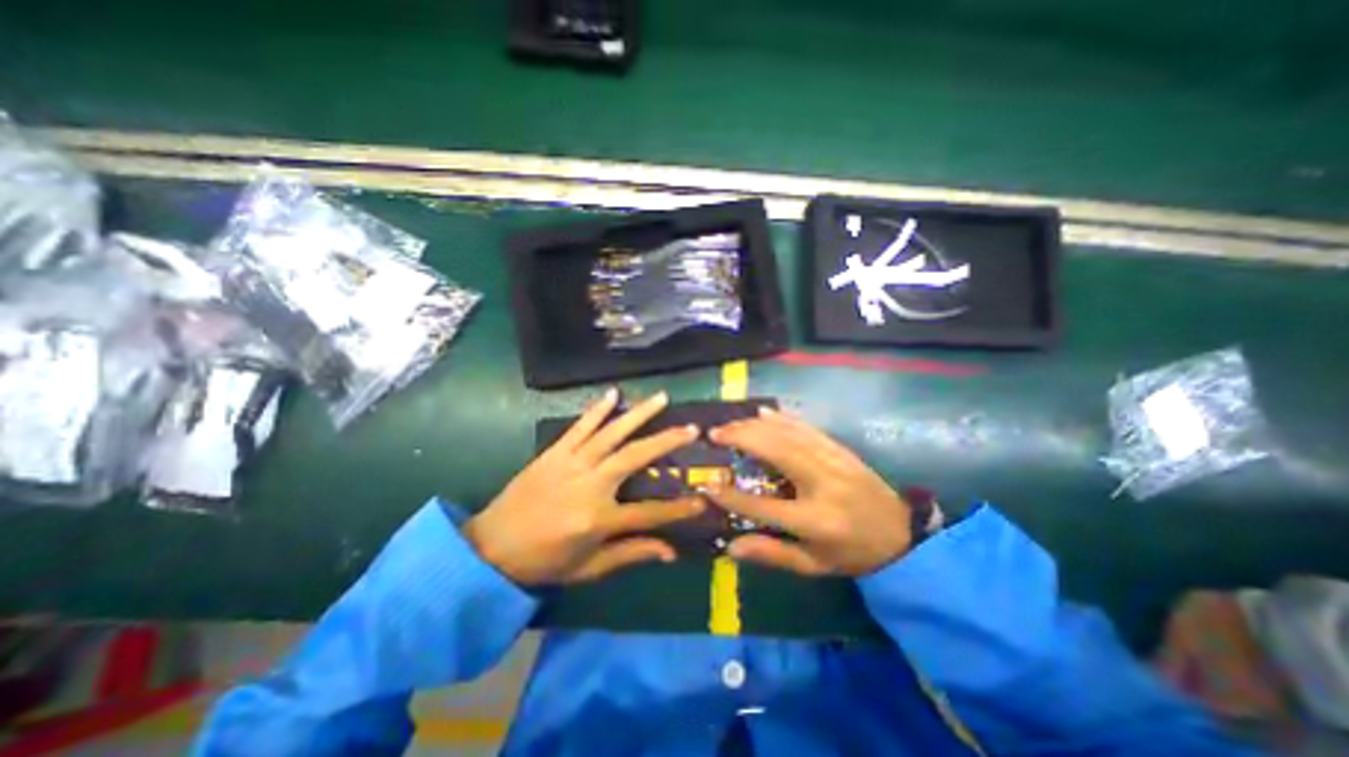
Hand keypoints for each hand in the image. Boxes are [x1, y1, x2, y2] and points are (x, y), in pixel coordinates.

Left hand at [464, 390, 707, 585]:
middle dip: (666, 441)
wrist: (491, 548)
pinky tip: (614, 393)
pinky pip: (580, 426)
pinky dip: (598, 409)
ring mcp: (572, 463)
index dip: (679, 508)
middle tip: (691, 428)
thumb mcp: (590, 568)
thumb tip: (670, 551)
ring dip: (639, 414)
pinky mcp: (555, 452)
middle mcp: (590, 484)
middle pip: (635, 457)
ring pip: (612, 433)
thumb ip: (631, 554)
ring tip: (661, 398)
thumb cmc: (544, 563)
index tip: (703, 499)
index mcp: (599, 519)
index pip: (650, 512)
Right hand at [701, 410, 910, 575]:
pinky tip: (764, 413)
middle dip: (741, 439)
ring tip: (731, 424)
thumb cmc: (852, 554)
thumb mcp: (813, 565)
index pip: (762, 507)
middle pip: (775, 453)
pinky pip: (806, 427)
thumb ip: (772, 555)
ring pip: (788, 435)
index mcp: (814, 521)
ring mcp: (833, 461)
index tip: (707, 485)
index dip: (731, 497)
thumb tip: (731, 547)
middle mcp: (822, 485)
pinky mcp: (840, 449)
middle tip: (716, 434)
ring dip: (755, 426)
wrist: (901, 535)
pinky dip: (782, 418)